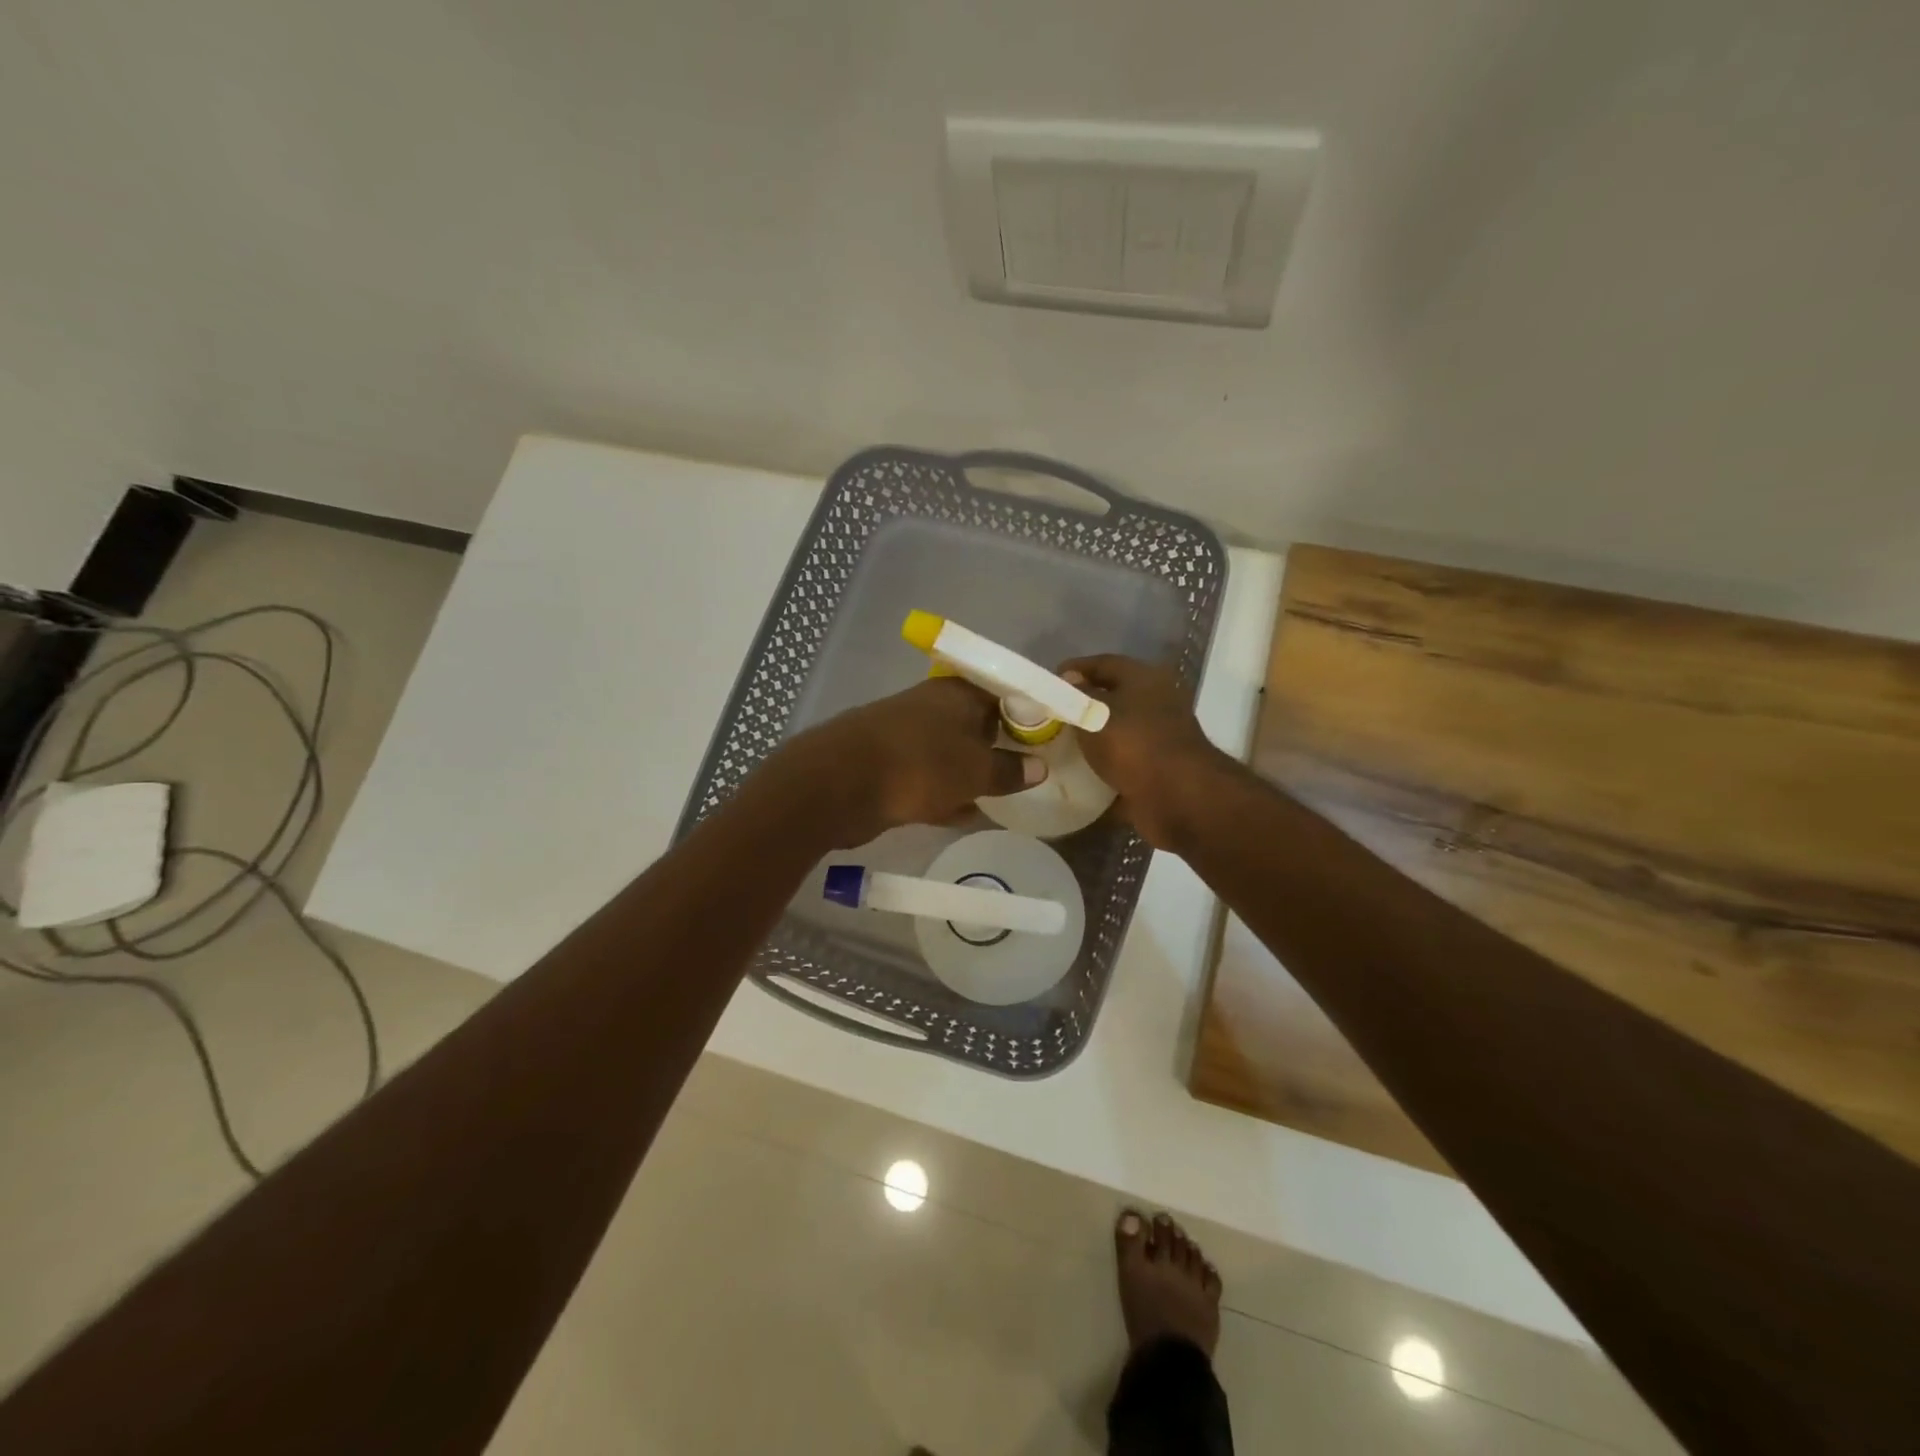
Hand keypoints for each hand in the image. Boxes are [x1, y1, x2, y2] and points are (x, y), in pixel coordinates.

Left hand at [775, 676, 1044, 845]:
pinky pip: (930, 778)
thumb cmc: (919, 765)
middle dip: (1002, 747)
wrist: (837, 784)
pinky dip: (948, 793)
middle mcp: (933, 707)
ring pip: (953, 753)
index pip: (1005, 694)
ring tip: (1006, 796)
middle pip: (978, 725)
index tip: (1052, 737)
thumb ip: (1009, 770)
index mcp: (958, 694)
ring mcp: (908, 736)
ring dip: (974, 773)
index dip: (1029, 714)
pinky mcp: (890, 766)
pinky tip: (967, 814)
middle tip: (1033, 770)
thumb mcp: (975, 770)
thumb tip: (1039, 767)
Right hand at [1059, 655, 1228, 849]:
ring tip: (1056, 745)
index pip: (1104, 663)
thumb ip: (1078, 694)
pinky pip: (1121, 764)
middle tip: (1049, 714)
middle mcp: (1155, 703)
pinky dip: (1101, 768)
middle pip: (1112, 697)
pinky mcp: (1156, 770)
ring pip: (1116, 732)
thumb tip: (1069, 680)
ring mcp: (1158, 739)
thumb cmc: (1133, 743)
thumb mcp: (1095, 712)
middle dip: (1081, 705)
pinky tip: (1075, 774)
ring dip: (1091, 738)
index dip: (1075, 669)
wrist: (1177, 797)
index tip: (1049, 681)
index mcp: (1145, 679)